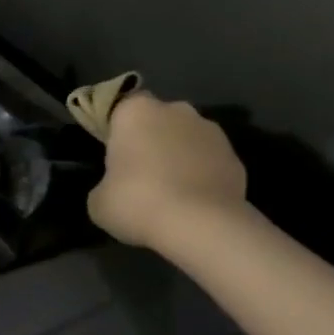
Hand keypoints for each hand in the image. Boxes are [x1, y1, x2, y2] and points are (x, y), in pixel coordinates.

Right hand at [87, 95, 247, 250]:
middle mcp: (175, 110)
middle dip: (149, 139)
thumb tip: (112, 189)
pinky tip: (192, 202)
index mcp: (135, 111)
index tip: (111, 154)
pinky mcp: (235, 157)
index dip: (115, 130)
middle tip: (137, 173)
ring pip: (185, 138)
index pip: (120, 108)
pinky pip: (208, 161)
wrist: (202, 226)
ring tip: (168, 191)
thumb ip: (104, 184)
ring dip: (177, 155)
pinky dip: (200, 174)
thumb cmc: (138, 203)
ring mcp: (210, 131)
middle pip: (156, 119)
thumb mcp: (98, 201)